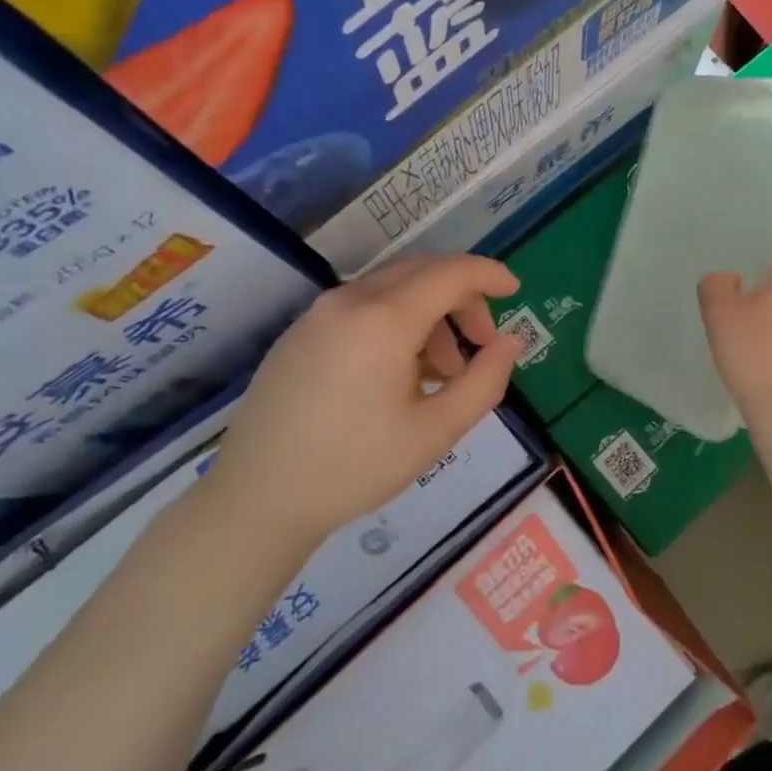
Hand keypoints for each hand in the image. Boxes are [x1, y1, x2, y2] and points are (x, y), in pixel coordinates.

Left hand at [204, 255, 519, 550]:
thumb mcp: (435, 432)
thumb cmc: (353, 467)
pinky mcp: (301, 331)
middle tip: (482, 343)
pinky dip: (397, 320)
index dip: (489, 275)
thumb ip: (484, 381)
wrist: (255, 498)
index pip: (450, 273)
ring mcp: (319, 312)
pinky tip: (400, 371)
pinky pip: (363, 306)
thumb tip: (509, 342)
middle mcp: (349, 300)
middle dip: (462, 298)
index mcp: (383, 319)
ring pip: (392, 287)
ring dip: (430, 312)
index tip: (516, 290)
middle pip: (422, 272)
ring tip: (443, 370)